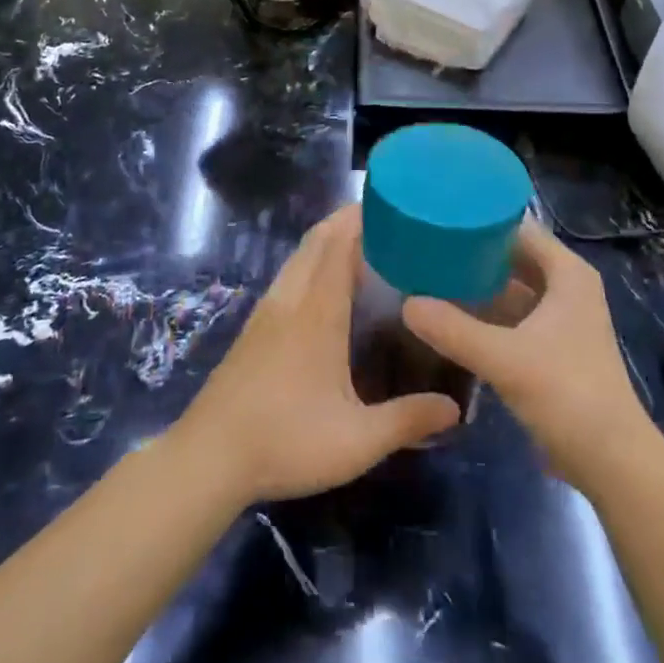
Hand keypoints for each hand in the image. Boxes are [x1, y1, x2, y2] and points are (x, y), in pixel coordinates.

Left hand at [172, 205, 460, 505]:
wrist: (209, 458)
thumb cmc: (286, 441)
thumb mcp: (357, 440)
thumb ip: (407, 420)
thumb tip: (455, 408)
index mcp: (318, 313)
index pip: (339, 246)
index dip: (361, 219)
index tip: (390, 204)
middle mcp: (291, 300)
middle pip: (317, 241)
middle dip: (346, 220)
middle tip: (384, 217)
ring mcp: (267, 312)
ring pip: (298, 257)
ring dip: (325, 239)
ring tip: (359, 243)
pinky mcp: (253, 328)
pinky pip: (287, 275)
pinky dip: (309, 261)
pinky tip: (321, 285)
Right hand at [403, 220, 650, 492]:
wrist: (612, 462)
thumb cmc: (567, 394)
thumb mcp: (505, 359)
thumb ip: (453, 329)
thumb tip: (405, 304)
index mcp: (567, 273)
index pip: (518, 227)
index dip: (481, 219)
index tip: (440, 214)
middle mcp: (567, 286)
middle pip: (514, 255)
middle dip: (474, 251)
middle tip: (426, 242)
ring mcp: (561, 317)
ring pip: (512, 286)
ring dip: (478, 282)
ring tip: (431, 272)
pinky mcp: (552, 346)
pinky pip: (513, 314)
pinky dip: (486, 311)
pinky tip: (451, 313)